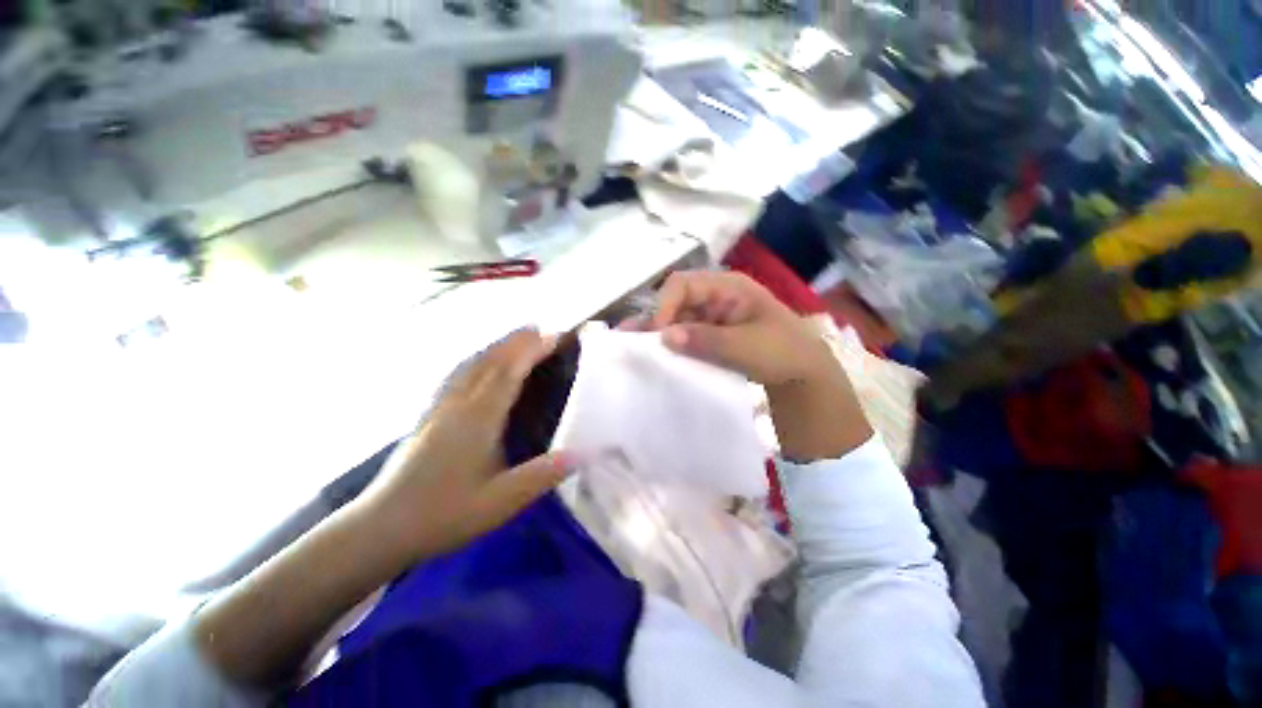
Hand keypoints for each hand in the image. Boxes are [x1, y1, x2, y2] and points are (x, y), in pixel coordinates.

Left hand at [356, 329, 571, 562]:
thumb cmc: (443, 514)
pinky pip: (457, 374)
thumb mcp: (499, 502)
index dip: (532, 350)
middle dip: (516, 341)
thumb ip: (540, 476)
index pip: (509, 373)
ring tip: (516, 337)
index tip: (555, 336)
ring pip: (471, 364)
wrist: (381, 527)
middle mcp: (458, 404)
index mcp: (478, 419)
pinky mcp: (429, 414)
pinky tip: (477, 362)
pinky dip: (476, 359)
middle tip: (542, 329)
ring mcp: (440, 407)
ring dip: (497, 346)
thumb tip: (580, 453)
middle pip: (489, 361)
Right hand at [646, 270, 837, 386]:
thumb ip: (705, 339)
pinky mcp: (710, 341)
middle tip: (630, 341)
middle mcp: (715, 299)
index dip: (665, 305)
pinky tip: (654, 357)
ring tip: (633, 349)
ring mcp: (712, 321)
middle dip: (655, 320)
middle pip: (676, 302)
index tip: (656, 333)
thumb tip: (664, 336)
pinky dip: (671, 348)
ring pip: (677, 322)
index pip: (685, 285)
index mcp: (728, 288)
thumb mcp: (747, 345)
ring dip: (658, 335)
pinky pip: (685, 340)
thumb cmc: (784, 354)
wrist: (805, 382)